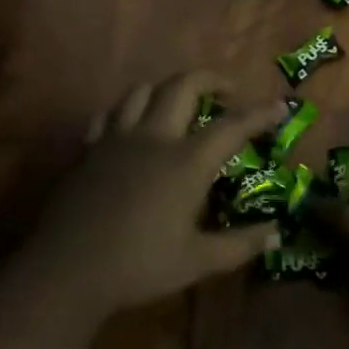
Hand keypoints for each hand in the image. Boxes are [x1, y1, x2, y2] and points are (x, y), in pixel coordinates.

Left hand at [25, 72, 288, 317]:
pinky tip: (133, 126)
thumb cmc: (139, 266)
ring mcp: (118, 138)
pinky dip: (127, 111)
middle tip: (229, 92)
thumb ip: (240, 245)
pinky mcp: (90, 148)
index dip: (260, 113)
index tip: (280, 105)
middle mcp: (155, 137)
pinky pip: (110, 114)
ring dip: (168, 88)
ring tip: (181, 102)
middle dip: (212, 79)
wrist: (68, 269)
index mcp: (186, 162)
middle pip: (184, 85)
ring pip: (144, 90)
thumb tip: (276, 233)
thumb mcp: (197, 261)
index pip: (232, 126)